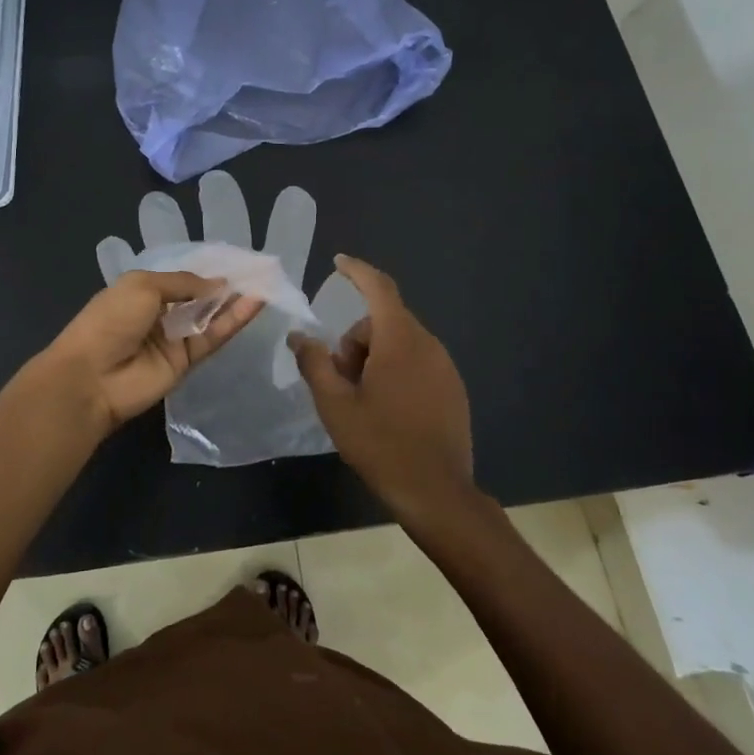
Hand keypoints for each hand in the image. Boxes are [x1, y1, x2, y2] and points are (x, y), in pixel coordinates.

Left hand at [96, 170, 367, 466]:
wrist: (92, 378)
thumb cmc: (110, 321)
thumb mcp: (143, 286)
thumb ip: (184, 283)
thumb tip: (218, 284)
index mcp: (142, 289)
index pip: (181, 277)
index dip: (207, 269)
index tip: (237, 260)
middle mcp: (160, 312)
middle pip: (199, 297)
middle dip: (226, 285)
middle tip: (261, 270)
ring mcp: (174, 338)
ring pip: (211, 316)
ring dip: (235, 301)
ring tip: (266, 283)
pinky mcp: (187, 361)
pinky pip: (214, 337)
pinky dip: (234, 321)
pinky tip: (255, 303)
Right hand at [287, 256, 473, 524]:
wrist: (437, 492)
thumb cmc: (380, 444)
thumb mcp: (335, 405)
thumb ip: (314, 363)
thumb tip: (299, 336)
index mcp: (400, 340)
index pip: (379, 288)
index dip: (357, 271)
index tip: (338, 262)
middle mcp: (428, 344)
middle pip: (383, 322)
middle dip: (356, 340)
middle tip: (339, 379)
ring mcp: (445, 367)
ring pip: (400, 343)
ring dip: (375, 358)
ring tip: (360, 399)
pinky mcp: (453, 388)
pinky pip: (417, 362)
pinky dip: (396, 371)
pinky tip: (386, 409)